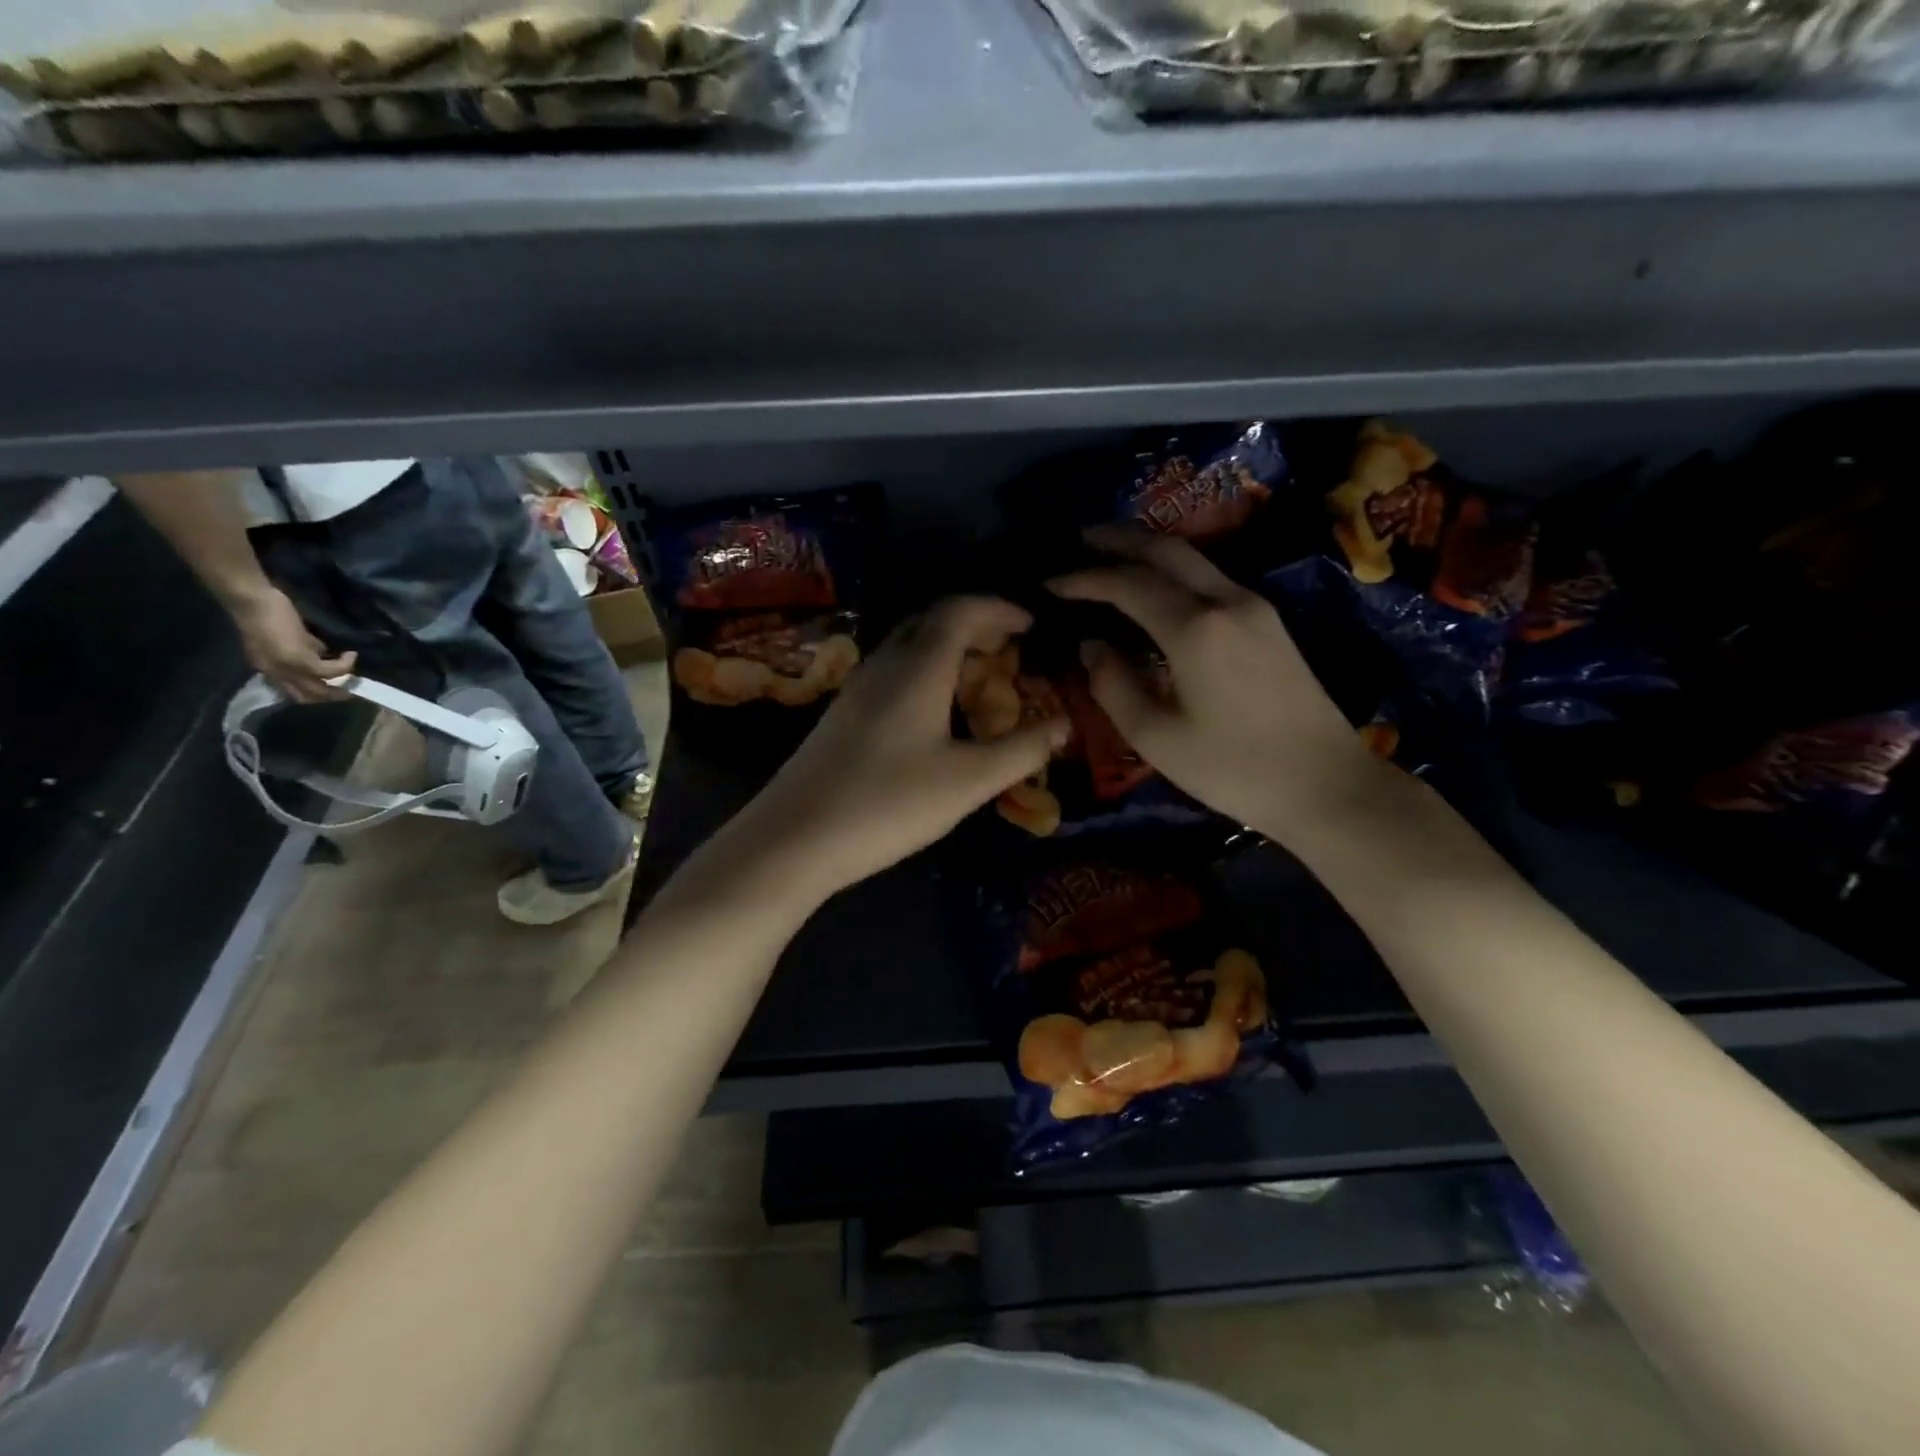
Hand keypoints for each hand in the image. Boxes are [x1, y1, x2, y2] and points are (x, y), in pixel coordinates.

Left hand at [233, 588, 356, 703]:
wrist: (252, 600)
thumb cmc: (265, 612)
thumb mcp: (286, 636)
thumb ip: (304, 648)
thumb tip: (325, 653)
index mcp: (269, 668)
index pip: (294, 692)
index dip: (317, 693)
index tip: (335, 686)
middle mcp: (277, 674)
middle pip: (308, 696)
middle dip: (332, 695)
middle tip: (351, 690)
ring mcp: (288, 668)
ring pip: (320, 689)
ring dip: (341, 684)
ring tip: (354, 671)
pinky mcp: (301, 660)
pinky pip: (330, 671)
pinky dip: (344, 665)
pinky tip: (351, 655)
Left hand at [723, 597, 1068, 904]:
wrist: (794, 837)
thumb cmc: (889, 804)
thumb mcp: (967, 781)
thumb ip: (1021, 751)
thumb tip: (1064, 726)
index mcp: (918, 667)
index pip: (960, 610)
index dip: (1000, 609)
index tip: (1032, 624)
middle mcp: (885, 664)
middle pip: (933, 620)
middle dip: (976, 623)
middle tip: (1011, 647)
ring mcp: (858, 687)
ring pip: (910, 645)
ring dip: (949, 646)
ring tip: (980, 674)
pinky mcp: (844, 713)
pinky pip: (894, 669)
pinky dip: (926, 670)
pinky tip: (936, 708)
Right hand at [1049, 525, 1375, 837]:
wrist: (1324, 783)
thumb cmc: (1233, 768)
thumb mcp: (1156, 737)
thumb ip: (1113, 685)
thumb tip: (1091, 644)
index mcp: (1195, 628)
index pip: (1128, 584)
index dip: (1084, 579)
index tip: (1049, 584)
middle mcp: (1226, 601)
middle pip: (1166, 550)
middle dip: (1118, 539)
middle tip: (1079, 540)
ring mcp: (1254, 606)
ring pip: (1192, 559)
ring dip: (1148, 551)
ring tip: (1109, 557)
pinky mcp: (1268, 621)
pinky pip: (1210, 578)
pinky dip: (1173, 572)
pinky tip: (1155, 588)